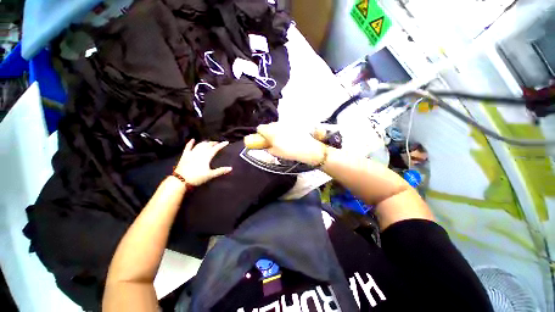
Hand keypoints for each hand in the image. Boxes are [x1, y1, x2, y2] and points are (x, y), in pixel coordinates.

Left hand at [174, 139, 232, 185]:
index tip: (226, 142)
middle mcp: (200, 152)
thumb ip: (220, 171)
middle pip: (208, 145)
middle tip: (218, 143)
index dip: (221, 145)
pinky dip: (191, 143)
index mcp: (206, 156)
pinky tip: (193, 139)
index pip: (216, 148)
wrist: (181, 180)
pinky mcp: (185, 155)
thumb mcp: (210, 175)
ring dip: (205, 142)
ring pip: (200, 145)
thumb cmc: (197, 177)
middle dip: (213, 143)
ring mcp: (191, 153)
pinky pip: (188, 147)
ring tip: (209, 142)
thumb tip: (230, 168)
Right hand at [255, 122, 326, 165]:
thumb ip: (268, 148)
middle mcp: (277, 125)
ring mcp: (285, 123)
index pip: (260, 128)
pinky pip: (284, 126)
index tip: (263, 140)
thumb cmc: (289, 152)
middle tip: (272, 141)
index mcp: (270, 132)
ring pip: (276, 125)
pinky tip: (289, 137)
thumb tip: (266, 146)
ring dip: (276, 131)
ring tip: (281, 140)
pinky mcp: (292, 124)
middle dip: (268, 132)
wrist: (307, 149)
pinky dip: (283, 130)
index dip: (260, 134)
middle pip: (268, 126)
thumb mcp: (275, 153)